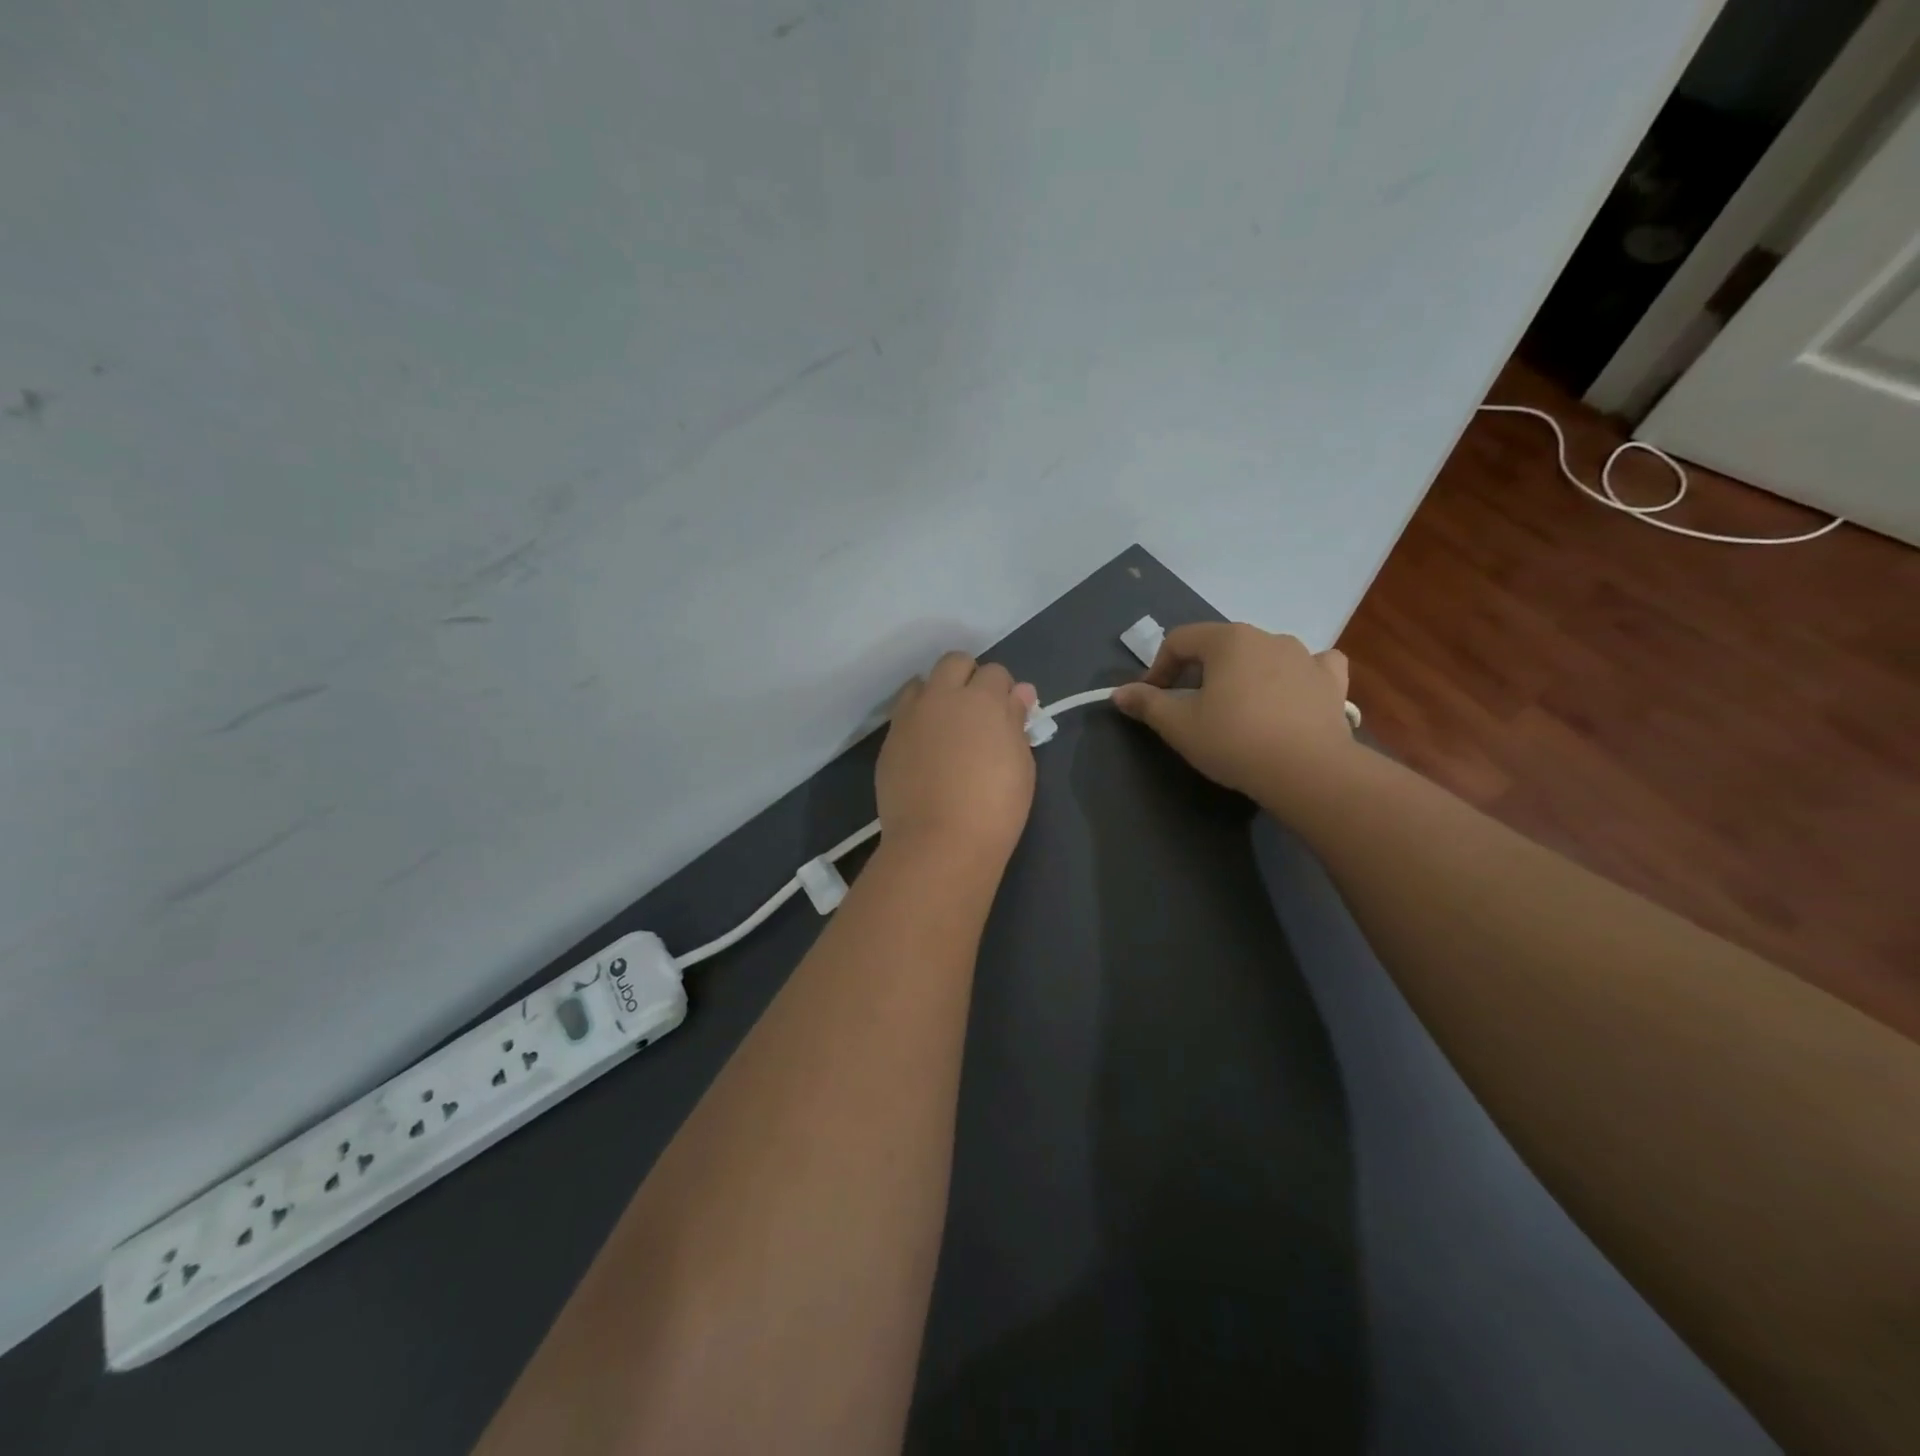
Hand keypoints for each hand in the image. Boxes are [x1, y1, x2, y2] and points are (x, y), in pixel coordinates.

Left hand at [877, 652, 1039, 866]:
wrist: (939, 842)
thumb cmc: (995, 806)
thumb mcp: (1021, 763)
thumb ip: (1016, 722)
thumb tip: (1020, 694)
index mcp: (981, 699)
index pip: (995, 673)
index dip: (1003, 691)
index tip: (1007, 714)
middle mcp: (941, 697)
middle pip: (954, 663)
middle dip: (968, 677)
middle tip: (977, 713)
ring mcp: (909, 718)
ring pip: (921, 684)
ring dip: (936, 694)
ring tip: (946, 728)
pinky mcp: (888, 742)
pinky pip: (903, 716)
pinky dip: (917, 722)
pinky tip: (926, 752)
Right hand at [1111, 623, 1356, 813]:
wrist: (1308, 771)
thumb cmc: (1234, 741)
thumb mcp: (1179, 726)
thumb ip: (1147, 704)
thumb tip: (1119, 692)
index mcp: (1227, 640)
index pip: (1179, 641)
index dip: (1159, 668)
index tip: (1153, 699)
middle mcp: (1267, 636)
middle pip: (1220, 646)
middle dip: (1199, 672)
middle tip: (1190, 707)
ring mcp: (1305, 656)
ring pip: (1262, 654)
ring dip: (1243, 674)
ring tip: (1237, 708)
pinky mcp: (1331, 682)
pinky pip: (1310, 666)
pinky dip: (1296, 675)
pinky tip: (1291, 693)